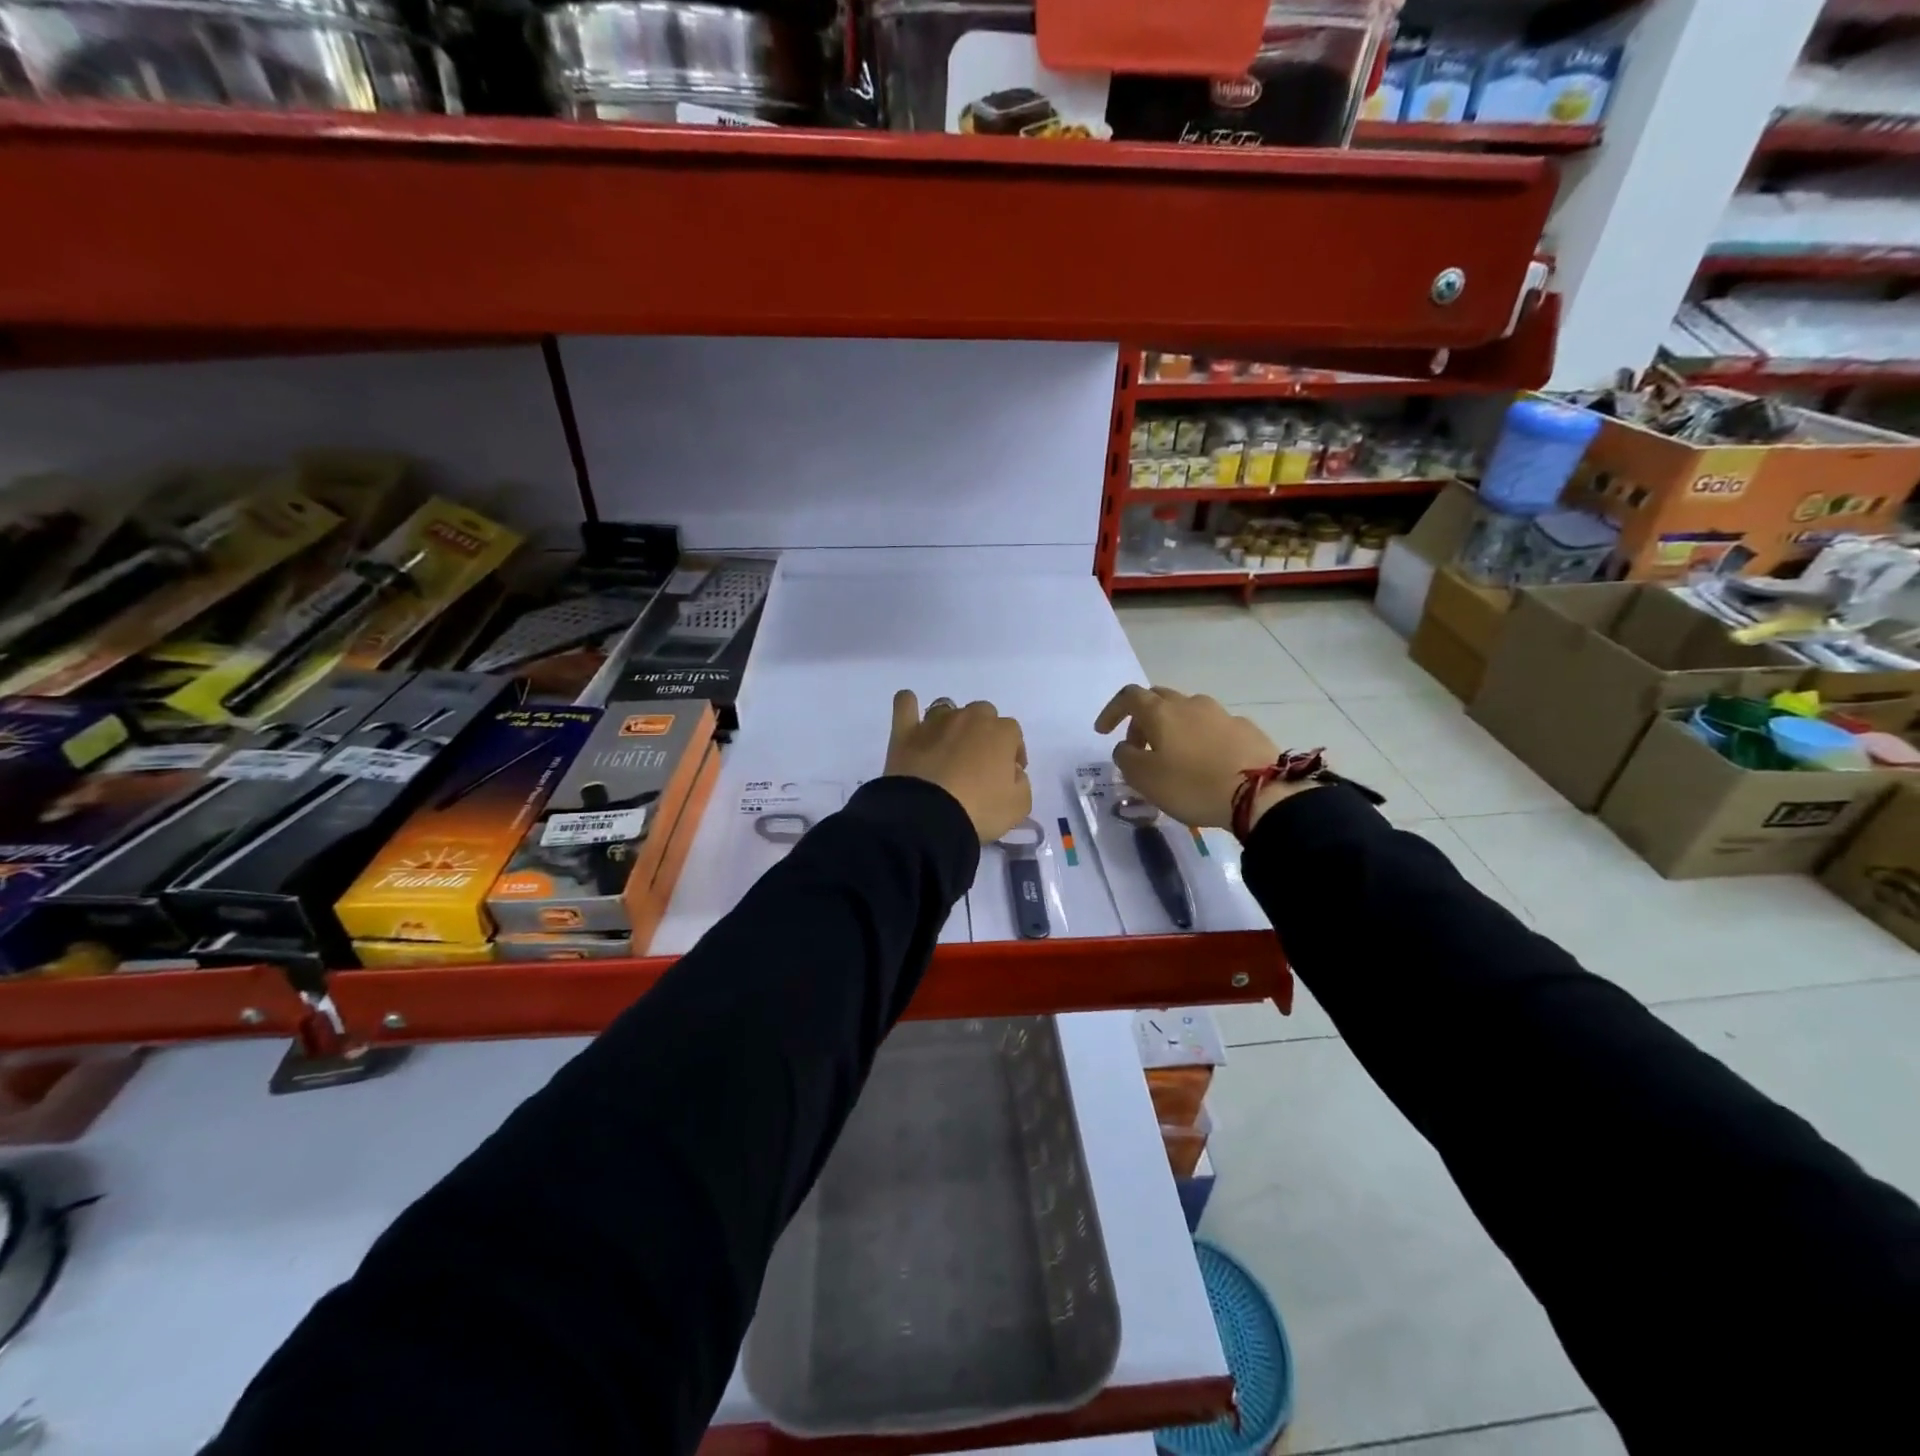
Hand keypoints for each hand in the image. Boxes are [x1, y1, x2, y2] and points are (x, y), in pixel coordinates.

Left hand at [887, 691, 1031, 842]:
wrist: (928, 815)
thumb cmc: (979, 810)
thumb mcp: (1018, 806)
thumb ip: (1021, 783)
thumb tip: (1011, 772)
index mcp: (1001, 732)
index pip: (1013, 732)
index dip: (1012, 752)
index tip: (1008, 773)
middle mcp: (969, 718)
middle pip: (982, 713)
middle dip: (983, 733)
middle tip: (977, 762)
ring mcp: (935, 722)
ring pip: (946, 708)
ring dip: (950, 723)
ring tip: (946, 748)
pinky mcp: (905, 731)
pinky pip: (905, 704)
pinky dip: (908, 704)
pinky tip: (910, 713)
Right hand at [1094, 685, 1312, 831]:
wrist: (1260, 793)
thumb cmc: (1192, 785)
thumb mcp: (1144, 778)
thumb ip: (1126, 758)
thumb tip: (1126, 747)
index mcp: (1161, 712)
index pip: (1128, 697)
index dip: (1112, 711)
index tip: (1103, 731)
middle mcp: (1190, 704)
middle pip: (1158, 699)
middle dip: (1142, 719)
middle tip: (1138, 746)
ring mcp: (1221, 714)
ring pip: (1187, 711)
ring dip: (1173, 728)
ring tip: (1173, 757)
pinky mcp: (1245, 729)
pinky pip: (1213, 726)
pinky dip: (1200, 738)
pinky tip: (1205, 763)